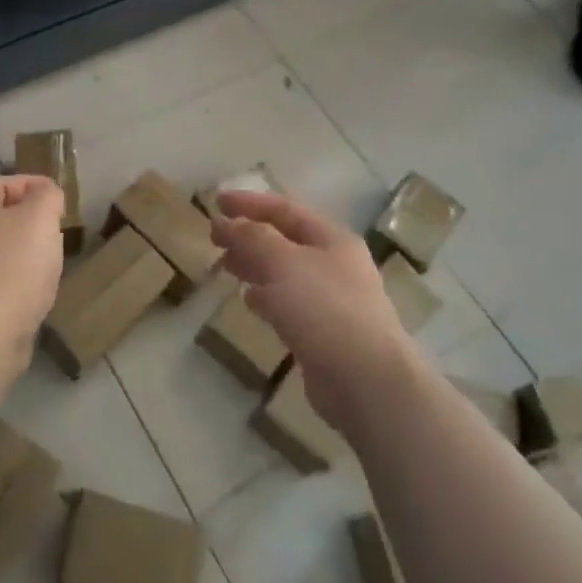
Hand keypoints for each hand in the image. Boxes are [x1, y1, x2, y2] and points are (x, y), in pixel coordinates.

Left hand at [0, 175, 65, 370]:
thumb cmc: (13, 266)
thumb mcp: (41, 218)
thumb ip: (47, 195)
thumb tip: (44, 192)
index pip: (7, 181)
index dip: (38, 189)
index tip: (62, 208)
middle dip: (28, 222)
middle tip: (55, 236)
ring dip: (19, 252)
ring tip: (46, 266)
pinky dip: (9, 278)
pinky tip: (27, 292)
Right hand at [211, 190, 417, 432]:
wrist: (367, 381)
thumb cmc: (326, 310)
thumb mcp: (284, 263)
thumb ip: (253, 238)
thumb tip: (229, 223)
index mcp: (332, 239)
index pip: (285, 209)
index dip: (249, 202)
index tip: (216, 202)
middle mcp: (334, 264)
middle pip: (285, 240)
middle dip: (249, 234)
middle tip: (215, 237)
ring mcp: (331, 300)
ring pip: (284, 272)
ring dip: (254, 264)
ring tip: (226, 265)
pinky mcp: (323, 333)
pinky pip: (288, 303)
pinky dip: (265, 296)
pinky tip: (249, 300)